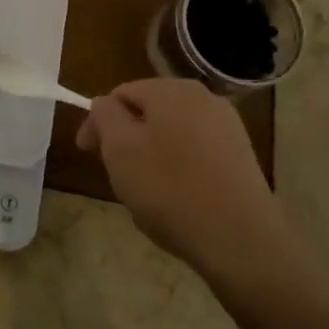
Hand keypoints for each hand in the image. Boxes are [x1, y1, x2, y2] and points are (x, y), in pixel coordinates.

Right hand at [76, 79, 299, 280]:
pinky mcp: (241, 155)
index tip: (87, 153)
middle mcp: (203, 98)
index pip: (119, 95)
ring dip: (151, 155)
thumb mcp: (120, 149)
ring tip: (145, 192)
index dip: (98, 122)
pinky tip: (176, 198)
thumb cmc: (169, 189)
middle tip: (115, 175)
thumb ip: (105, 116)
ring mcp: (227, 126)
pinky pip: (195, 152)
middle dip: (126, 139)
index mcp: (171, 90)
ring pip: (171, 133)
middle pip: (147, 111)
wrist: (239, 239)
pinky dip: (178, 168)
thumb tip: (105, 104)